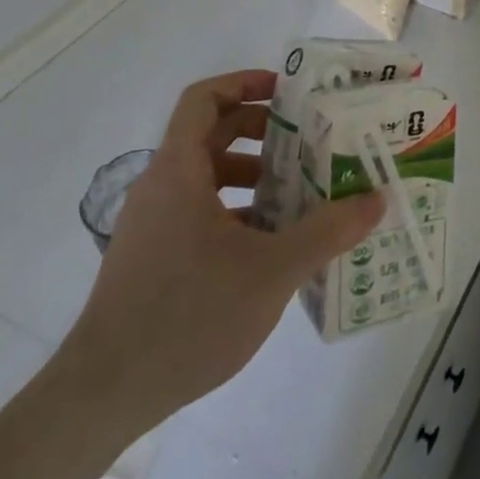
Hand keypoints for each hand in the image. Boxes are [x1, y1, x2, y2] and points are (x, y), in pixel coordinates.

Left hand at [56, 70, 384, 436]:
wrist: (102, 395)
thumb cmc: (188, 316)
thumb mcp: (272, 271)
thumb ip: (328, 231)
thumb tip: (377, 200)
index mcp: (178, 171)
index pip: (204, 99)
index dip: (245, 83)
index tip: (288, 94)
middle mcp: (159, 187)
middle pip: (210, 133)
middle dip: (261, 132)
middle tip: (307, 143)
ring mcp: (150, 224)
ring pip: (205, 176)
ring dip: (252, 175)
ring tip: (296, 195)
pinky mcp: (150, 257)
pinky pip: (197, 211)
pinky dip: (235, 210)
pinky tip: (269, 245)